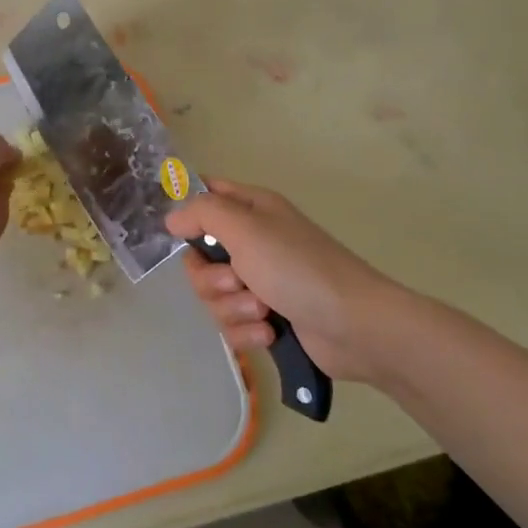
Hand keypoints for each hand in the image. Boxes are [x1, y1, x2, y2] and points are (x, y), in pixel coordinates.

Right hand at [165, 178, 412, 381]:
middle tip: (237, 281)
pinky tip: (269, 332)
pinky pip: (232, 324)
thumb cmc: (298, 268)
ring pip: (214, 296)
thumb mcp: (246, 228)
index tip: (180, 234)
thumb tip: (172, 218)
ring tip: (263, 310)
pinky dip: (246, 330)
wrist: (354, 326)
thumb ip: (202, 213)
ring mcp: (261, 282)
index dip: (189, 212)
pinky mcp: (267, 318)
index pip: (207, 195)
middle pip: (200, 258)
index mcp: (252, 211)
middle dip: (212, 278)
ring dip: (233, 307)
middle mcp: (253, 243)